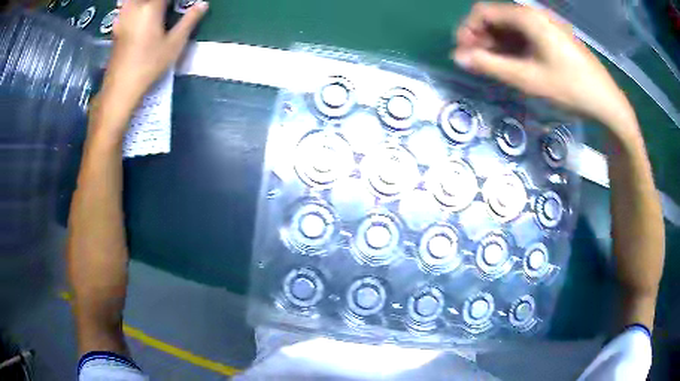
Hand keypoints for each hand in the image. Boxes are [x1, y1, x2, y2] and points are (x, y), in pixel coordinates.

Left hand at [98, 0, 207, 123]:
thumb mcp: (174, 44)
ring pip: (132, 1)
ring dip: (145, 3)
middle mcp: (135, 8)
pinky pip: (127, 7)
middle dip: (159, 2)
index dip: (177, 0)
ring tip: (155, 9)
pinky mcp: (117, 27)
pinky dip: (134, 7)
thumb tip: (203, 4)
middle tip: (168, 7)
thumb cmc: (149, 65)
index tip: (183, 3)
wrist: (120, 87)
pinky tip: (139, 13)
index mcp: (151, 8)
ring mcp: (123, 17)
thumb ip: (189, 20)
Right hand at [453, 2, 637, 138]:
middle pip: (496, 18)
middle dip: (480, 38)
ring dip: (495, 44)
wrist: (606, 102)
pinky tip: (511, 64)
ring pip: (509, 28)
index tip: (462, 53)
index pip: (483, 11)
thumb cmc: (569, 88)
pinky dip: (512, 48)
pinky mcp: (552, 37)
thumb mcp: (527, 79)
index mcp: (526, 17)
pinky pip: (524, 36)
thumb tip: (458, 57)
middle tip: (475, 63)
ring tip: (491, 66)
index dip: (467, 30)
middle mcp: (533, 15)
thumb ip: (490, 65)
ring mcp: (545, 25)